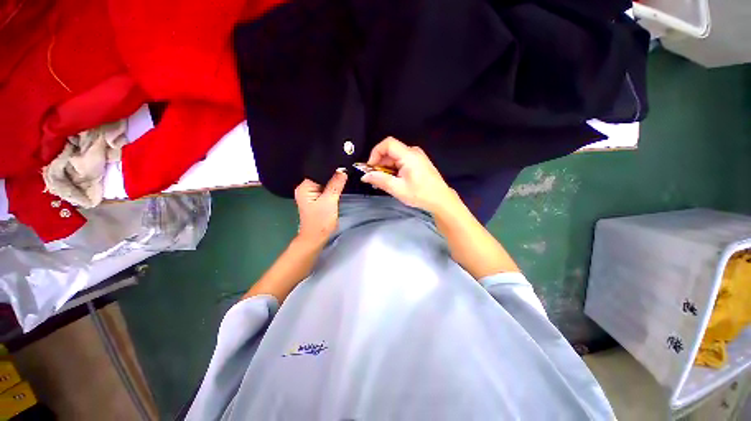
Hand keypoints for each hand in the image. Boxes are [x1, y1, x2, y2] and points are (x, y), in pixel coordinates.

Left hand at [294, 170, 347, 245]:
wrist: (316, 238)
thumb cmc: (321, 221)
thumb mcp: (330, 201)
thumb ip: (336, 185)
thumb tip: (342, 170)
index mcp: (304, 187)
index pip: (318, 171)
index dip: (330, 168)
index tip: (343, 164)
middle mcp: (305, 188)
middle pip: (321, 175)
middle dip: (333, 173)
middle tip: (346, 169)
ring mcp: (310, 194)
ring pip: (324, 182)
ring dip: (333, 181)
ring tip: (345, 175)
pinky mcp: (315, 199)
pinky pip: (324, 188)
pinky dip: (331, 187)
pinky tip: (339, 185)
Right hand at [361, 137, 458, 213]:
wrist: (440, 200)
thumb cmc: (420, 194)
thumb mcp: (398, 189)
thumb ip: (380, 180)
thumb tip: (365, 176)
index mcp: (409, 155)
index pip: (388, 143)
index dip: (376, 153)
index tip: (371, 167)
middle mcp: (413, 152)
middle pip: (391, 150)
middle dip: (380, 162)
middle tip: (375, 178)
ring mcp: (417, 156)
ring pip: (395, 156)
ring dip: (386, 167)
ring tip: (383, 181)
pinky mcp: (418, 162)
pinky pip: (402, 160)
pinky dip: (394, 168)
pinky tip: (393, 180)